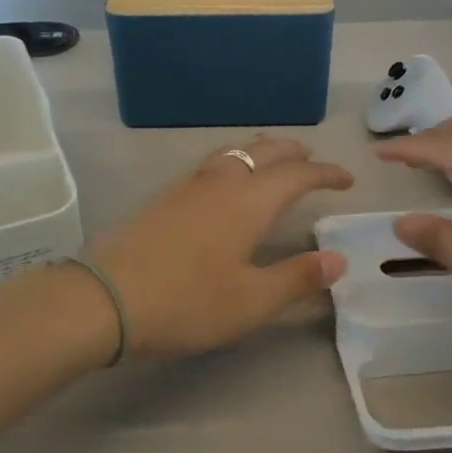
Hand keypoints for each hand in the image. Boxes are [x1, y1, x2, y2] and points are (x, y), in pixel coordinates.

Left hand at [87, 137, 352, 363]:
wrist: (103, 299)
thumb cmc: (186, 302)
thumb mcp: (251, 301)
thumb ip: (297, 278)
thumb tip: (337, 259)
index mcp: (250, 201)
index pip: (298, 174)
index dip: (326, 172)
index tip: (347, 179)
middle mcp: (221, 182)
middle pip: (264, 151)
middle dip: (293, 151)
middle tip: (312, 160)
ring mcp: (187, 186)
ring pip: (233, 152)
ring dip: (261, 152)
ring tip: (272, 164)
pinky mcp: (163, 198)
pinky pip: (211, 165)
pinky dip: (234, 163)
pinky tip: (225, 186)